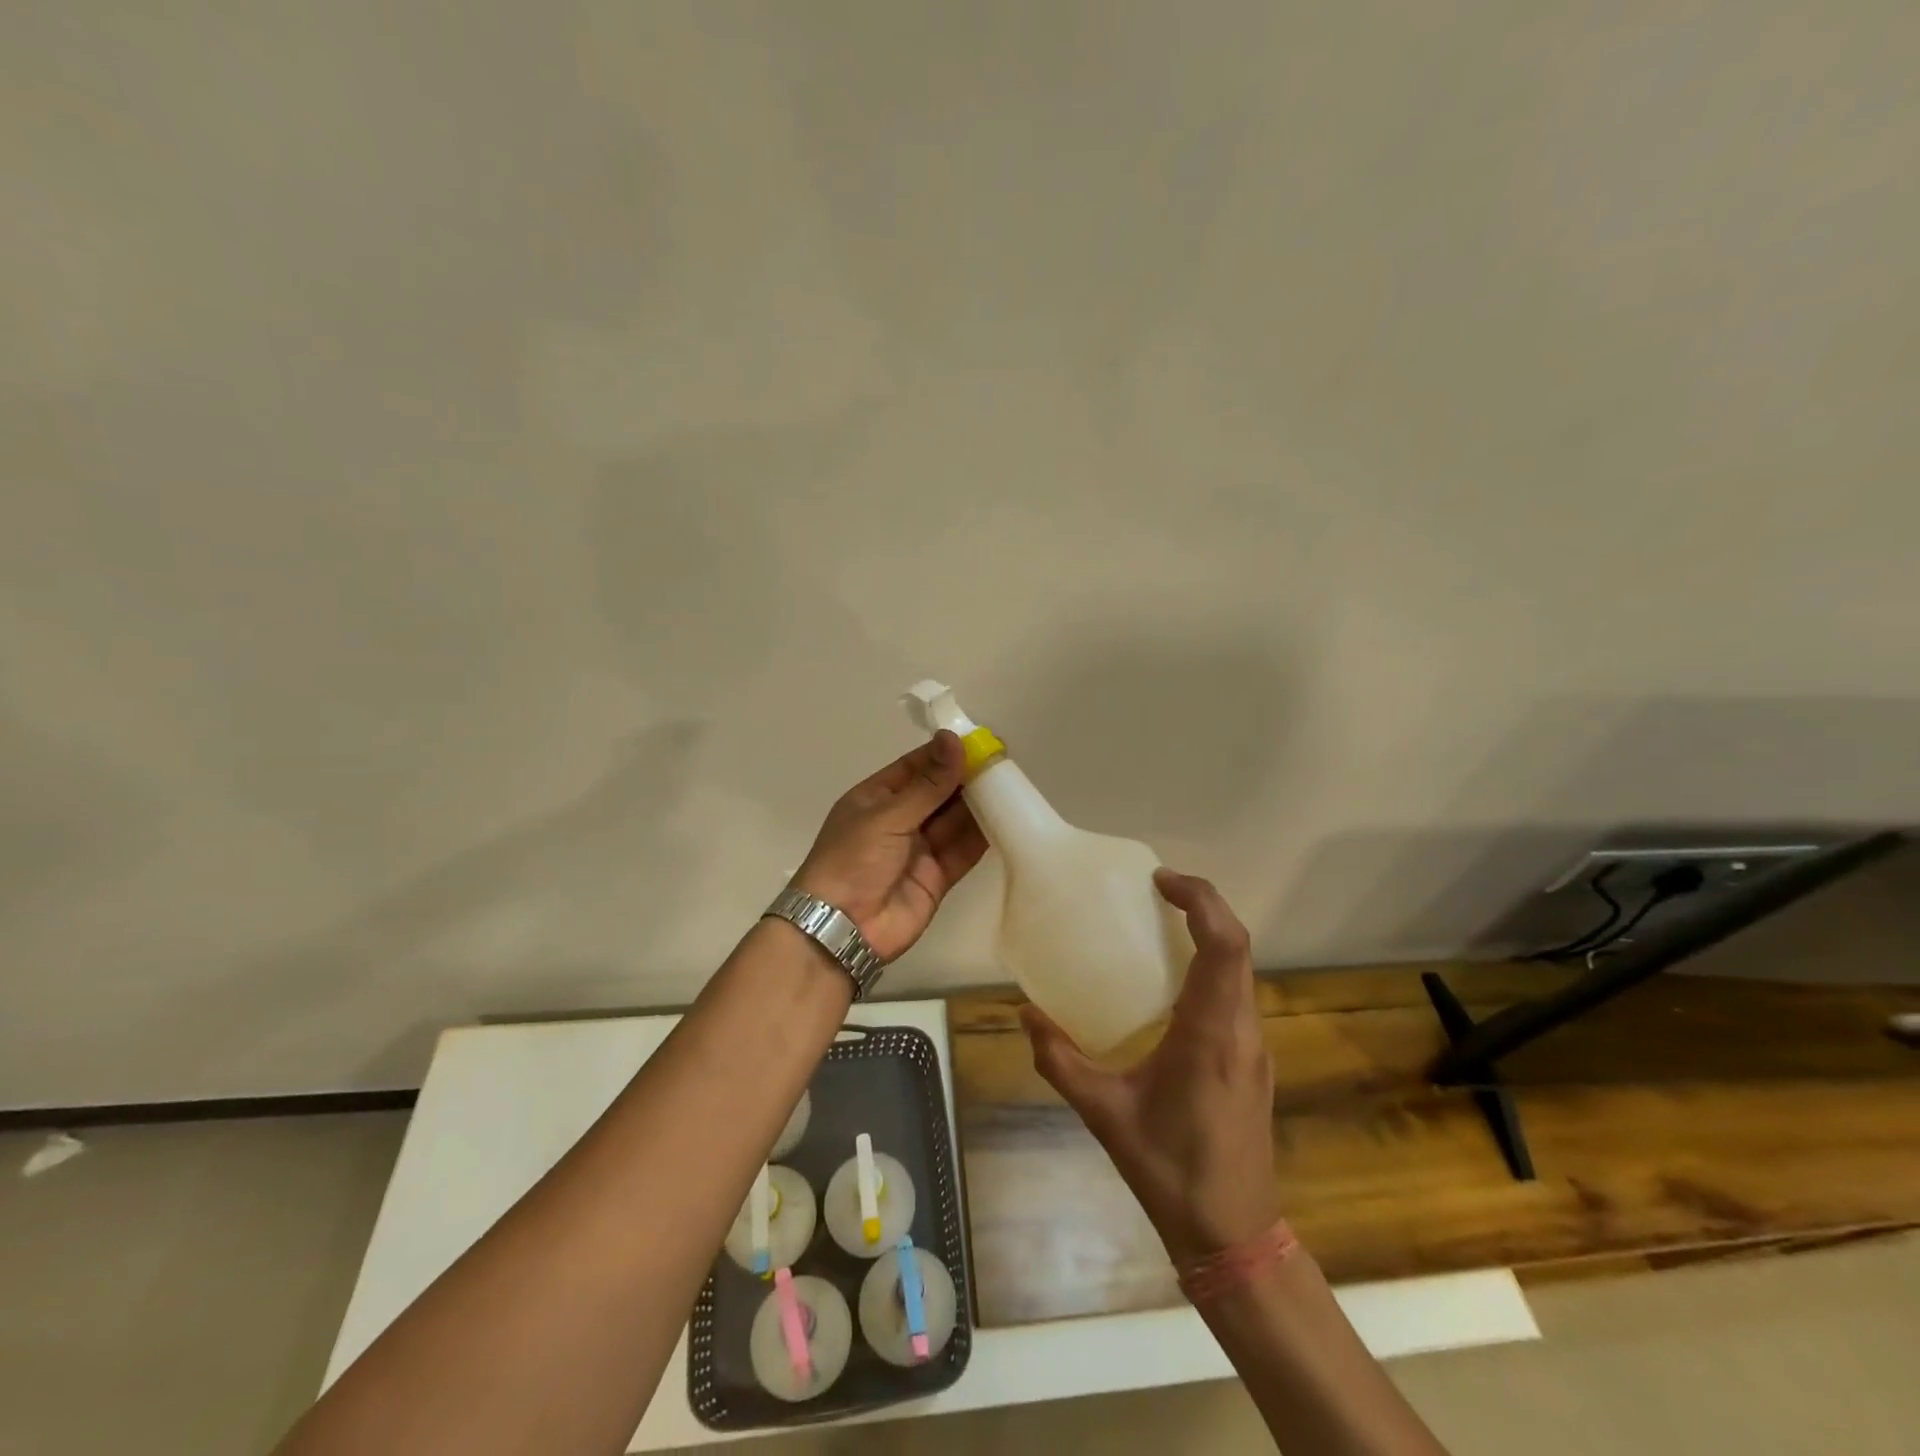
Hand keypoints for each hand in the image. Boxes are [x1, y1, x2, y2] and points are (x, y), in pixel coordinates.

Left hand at [790, 730, 988, 963]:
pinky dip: (982, 837)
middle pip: (939, 793)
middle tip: (1002, 761)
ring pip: (954, 820)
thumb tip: (953, 738)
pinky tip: (1006, 819)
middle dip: (967, 778)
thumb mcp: (887, 816)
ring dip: (979, 805)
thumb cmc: (853, 860)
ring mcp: (919, 849)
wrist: (842, 929)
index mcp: (877, 798)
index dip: (945, 754)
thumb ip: (928, 784)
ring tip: (1011, 785)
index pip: (916, 767)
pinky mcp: (937, 877)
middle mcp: (900, 820)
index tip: (979, 741)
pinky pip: (962, 851)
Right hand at [1022, 868, 1278, 1264]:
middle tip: (1155, 890)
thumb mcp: (1103, 1114)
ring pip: (1242, 969)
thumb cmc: (1169, 1172)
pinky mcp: (1253, 1060)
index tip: (1159, 880)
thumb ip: (1060, 1060)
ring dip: (1210, 934)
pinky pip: (1238, 993)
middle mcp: (1242, 1030)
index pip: (1224, 945)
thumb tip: (1024, 1014)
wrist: (1235, 1237)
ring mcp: (1255, 1046)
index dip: (1199, 900)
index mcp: (1211, 1033)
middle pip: (1237, 946)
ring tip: (1162, 923)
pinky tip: (1174, 981)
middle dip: (1202, 905)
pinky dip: (1213, 964)